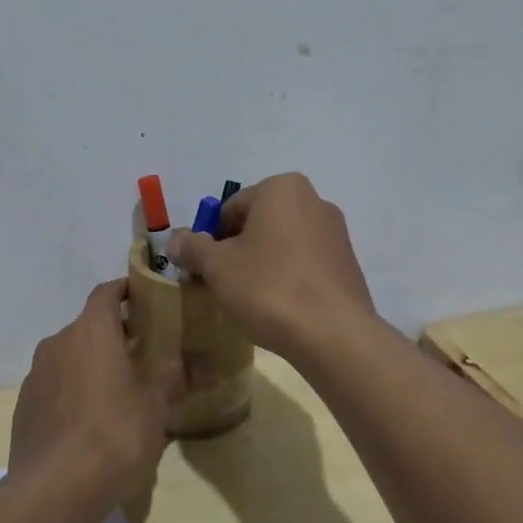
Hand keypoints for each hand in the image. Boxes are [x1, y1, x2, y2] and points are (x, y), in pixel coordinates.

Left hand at [9, 279, 173, 509]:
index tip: (147, 299)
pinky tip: (90, 421)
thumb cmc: (114, 435)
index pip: (106, 292)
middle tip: (143, 352)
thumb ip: (176, 377)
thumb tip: (204, 361)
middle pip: (89, 325)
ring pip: (69, 356)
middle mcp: (58, 343)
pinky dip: (72, 389)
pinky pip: (54, 385)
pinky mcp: (24, 407)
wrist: (53, 492)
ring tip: (118, 389)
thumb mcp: (156, 406)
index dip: (126, 291)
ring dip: (92, 363)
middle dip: (114, 333)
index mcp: (92, 331)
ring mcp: (36, 375)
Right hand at [167, 173, 379, 360]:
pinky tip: (280, 306)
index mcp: (282, 188)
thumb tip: (175, 239)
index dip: (209, 239)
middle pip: (258, 223)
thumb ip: (192, 247)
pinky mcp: (347, 262)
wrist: (333, 334)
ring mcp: (335, 232)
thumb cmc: (269, 287)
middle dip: (237, 250)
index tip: (202, 270)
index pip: (229, 208)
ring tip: (251, 299)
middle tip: (223, 285)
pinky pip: (305, 262)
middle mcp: (313, 200)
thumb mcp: (218, 267)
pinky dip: (288, 277)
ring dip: (262, 264)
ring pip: (282, 243)